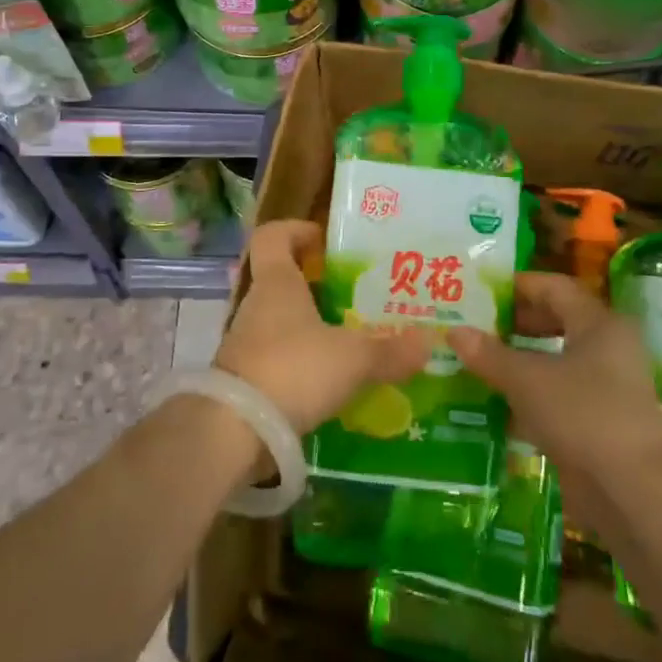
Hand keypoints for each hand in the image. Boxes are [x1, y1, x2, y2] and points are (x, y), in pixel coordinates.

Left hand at [215, 219, 432, 434]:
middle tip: (353, 297)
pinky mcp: (243, 380)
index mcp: (276, 283)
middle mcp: (256, 306)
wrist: (233, 432)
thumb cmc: (293, 369)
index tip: (322, 240)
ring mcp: (245, 344)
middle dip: (314, 285)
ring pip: (280, 322)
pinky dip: (301, 364)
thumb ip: (390, 350)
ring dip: (309, 328)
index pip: (272, 236)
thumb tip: (429, 342)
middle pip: (281, 281)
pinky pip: (277, 359)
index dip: (295, 230)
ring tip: (349, 343)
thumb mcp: (352, 359)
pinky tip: (329, 383)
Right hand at [446, 272, 661, 532]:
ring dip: (516, 361)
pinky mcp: (598, 423)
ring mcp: (605, 388)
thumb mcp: (528, 380)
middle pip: (555, 321)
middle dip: (513, 323)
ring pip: (553, 361)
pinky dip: (527, 395)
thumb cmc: (584, 416)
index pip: (553, 287)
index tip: (479, 291)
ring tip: (474, 361)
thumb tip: (453, 330)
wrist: (636, 494)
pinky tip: (492, 403)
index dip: (516, 285)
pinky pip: (556, 396)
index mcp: (598, 324)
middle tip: (472, 325)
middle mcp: (606, 348)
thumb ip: (490, 354)